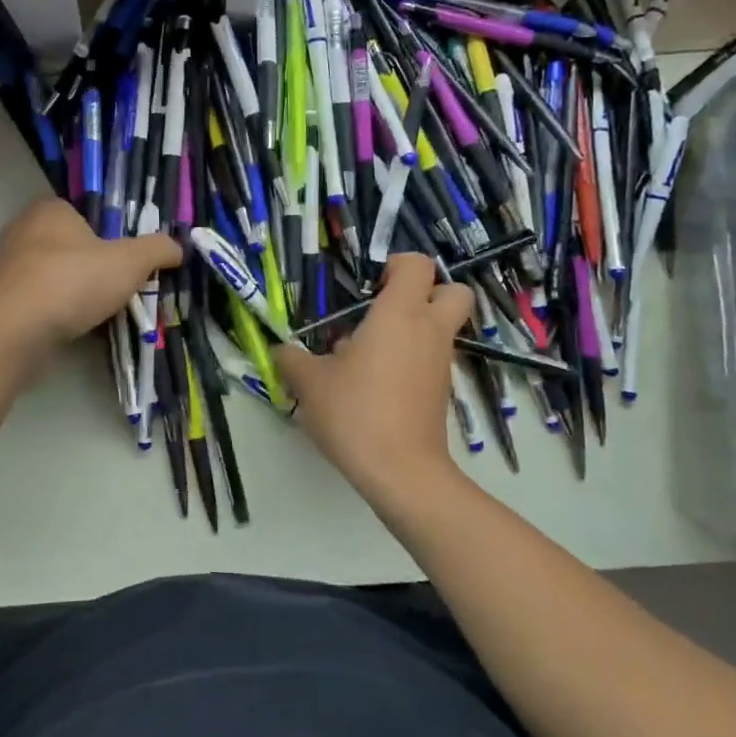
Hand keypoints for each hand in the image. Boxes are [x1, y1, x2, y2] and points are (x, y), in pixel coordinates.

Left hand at [0, 198, 181, 348]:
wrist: (13, 332)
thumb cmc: (72, 281)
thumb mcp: (130, 262)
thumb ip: (157, 250)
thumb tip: (178, 248)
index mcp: (50, 209)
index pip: (84, 214)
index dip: (108, 236)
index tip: (125, 262)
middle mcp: (22, 231)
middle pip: (69, 247)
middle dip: (91, 268)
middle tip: (116, 290)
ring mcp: (5, 268)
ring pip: (52, 277)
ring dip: (73, 294)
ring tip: (98, 314)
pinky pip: (37, 303)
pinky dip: (54, 314)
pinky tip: (71, 330)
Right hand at [278, 254, 473, 503]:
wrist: (401, 472)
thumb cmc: (356, 413)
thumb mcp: (310, 383)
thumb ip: (292, 359)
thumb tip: (283, 350)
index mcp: (400, 314)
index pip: (417, 264)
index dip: (395, 264)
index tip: (368, 284)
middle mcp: (429, 330)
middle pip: (452, 290)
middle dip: (426, 291)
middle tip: (385, 307)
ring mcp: (440, 361)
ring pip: (442, 326)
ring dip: (413, 327)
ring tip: (368, 350)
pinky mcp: (441, 389)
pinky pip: (432, 357)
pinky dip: (411, 358)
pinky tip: (376, 381)